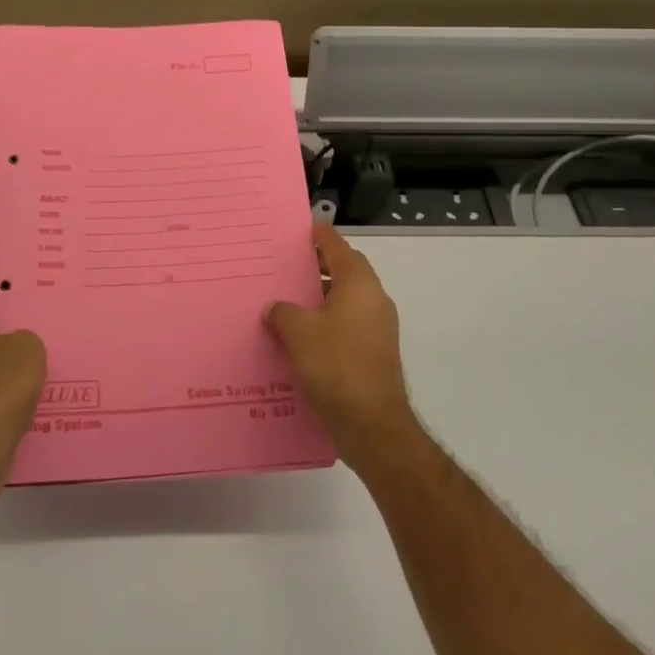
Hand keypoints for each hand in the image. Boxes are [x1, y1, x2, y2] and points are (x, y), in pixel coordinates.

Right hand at [265, 224, 418, 474]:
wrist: (371, 424)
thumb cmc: (335, 366)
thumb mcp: (298, 332)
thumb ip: (283, 312)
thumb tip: (276, 308)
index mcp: (358, 285)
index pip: (338, 247)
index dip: (320, 236)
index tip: (303, 229)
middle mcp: (373, 300)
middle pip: (344, 272)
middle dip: (317, 267)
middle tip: (287, 266)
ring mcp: (377, 328)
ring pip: (345, 301)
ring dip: (319, 298)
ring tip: (286, 301)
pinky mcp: (373, 354)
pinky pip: (346, 325)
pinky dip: (326, 323)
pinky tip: (299, 337)